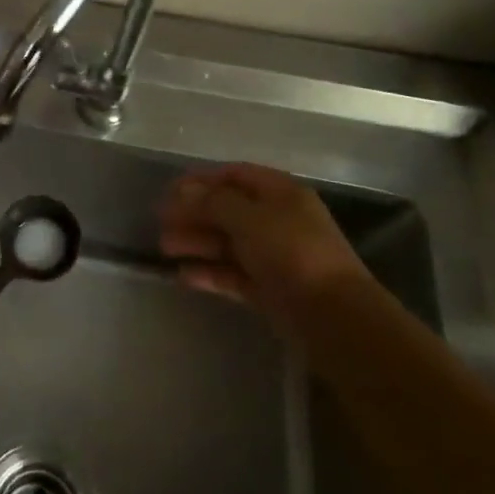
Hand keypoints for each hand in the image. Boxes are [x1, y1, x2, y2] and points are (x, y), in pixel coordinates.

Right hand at [159, 163, 367, 331]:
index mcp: (280, 194)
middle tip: (160, 221)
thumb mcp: (249, 218)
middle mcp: (278, 221)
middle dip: (193, 213)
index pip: (235, 175)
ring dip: (196, 242)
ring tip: (164, 248)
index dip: (202, 179)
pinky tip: (183, 276)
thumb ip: (213, 202)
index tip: (169, 190)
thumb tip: (184, 191)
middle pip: (228, 210)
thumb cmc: (292, 253)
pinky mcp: (269, 290)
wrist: (334, 318)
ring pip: (227, 243)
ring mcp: (274, 257)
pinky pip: (232, 275)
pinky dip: (209, 273)